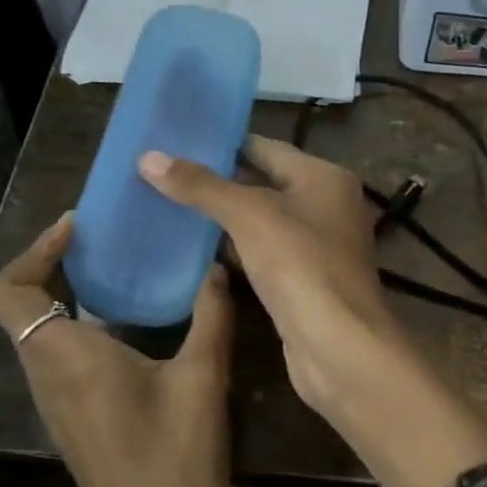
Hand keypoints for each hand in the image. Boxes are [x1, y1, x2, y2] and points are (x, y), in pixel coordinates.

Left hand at [0, 214, 232, 486]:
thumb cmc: (177, 457)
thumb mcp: (204, 378)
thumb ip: (210, 315)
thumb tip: (216, 266)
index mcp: (68, 357)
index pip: (10, 291)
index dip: (35, 250)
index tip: (80, 228)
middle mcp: (48, 378)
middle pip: (22, 309)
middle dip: (56, 267)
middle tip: (110, 243)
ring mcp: (57, 406)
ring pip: (41, 337)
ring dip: (70, 300)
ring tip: (125, 277)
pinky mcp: (75, 425)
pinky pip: (62, 362)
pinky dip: (83, 332)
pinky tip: (136, 332)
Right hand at [138, 136, 397, 408]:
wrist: (337, 344)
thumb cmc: (301, 265)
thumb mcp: (249, 216)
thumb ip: (202, 186)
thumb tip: (149, 157)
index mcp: (324, 177)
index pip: (266, 147)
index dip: (222, 144)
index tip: (174, 141)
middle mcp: (327, 206)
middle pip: (264, 184)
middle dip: (216, 182)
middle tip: (160, 175)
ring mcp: (317, 246)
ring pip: (261, 222)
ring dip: (222, 219)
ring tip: (166, 206)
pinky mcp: (304, 281)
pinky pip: (263, 254)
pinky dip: (234, 251)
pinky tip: (194, 250)